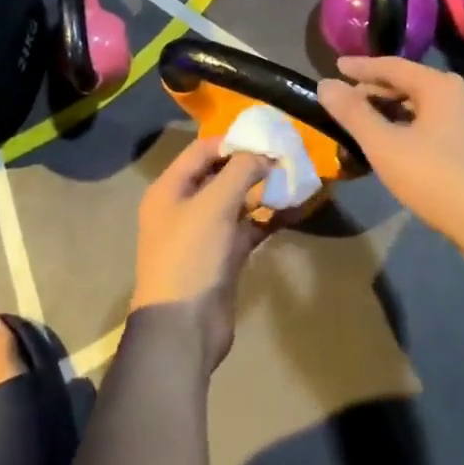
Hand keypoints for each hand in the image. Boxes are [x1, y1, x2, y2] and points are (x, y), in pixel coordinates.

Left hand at [131, 138, 273, 375]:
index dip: (232, 141)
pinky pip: (247, 228)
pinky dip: (267, 218)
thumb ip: (240, 171)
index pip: (202, 151)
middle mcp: (184, 206)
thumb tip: (264, 153)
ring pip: (236, 202)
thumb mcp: (213, 205)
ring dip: (262, 191)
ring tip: (294, 177)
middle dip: (251, 164)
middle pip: (220, 175)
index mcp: (169, 189)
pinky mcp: (222, 257)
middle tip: (285, 155)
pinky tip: (293, 209)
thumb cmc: (191, 255)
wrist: (183, 328)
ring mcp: (204, 234)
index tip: (266, 135)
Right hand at [316, 56, 463, 249]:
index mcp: (438, 86)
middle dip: (374, 91)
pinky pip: (429, 126)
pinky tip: (392, 147)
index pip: (391, 66)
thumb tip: (325, 84)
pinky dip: (405, 128)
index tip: (335, 66)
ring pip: (419, 108)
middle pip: (407, 84)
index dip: (361, 67)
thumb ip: (353, 113)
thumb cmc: (436, 176)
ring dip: (389, 112)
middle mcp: (456, 96)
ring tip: (363, 123)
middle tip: (344, 100)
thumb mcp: (384, 144)